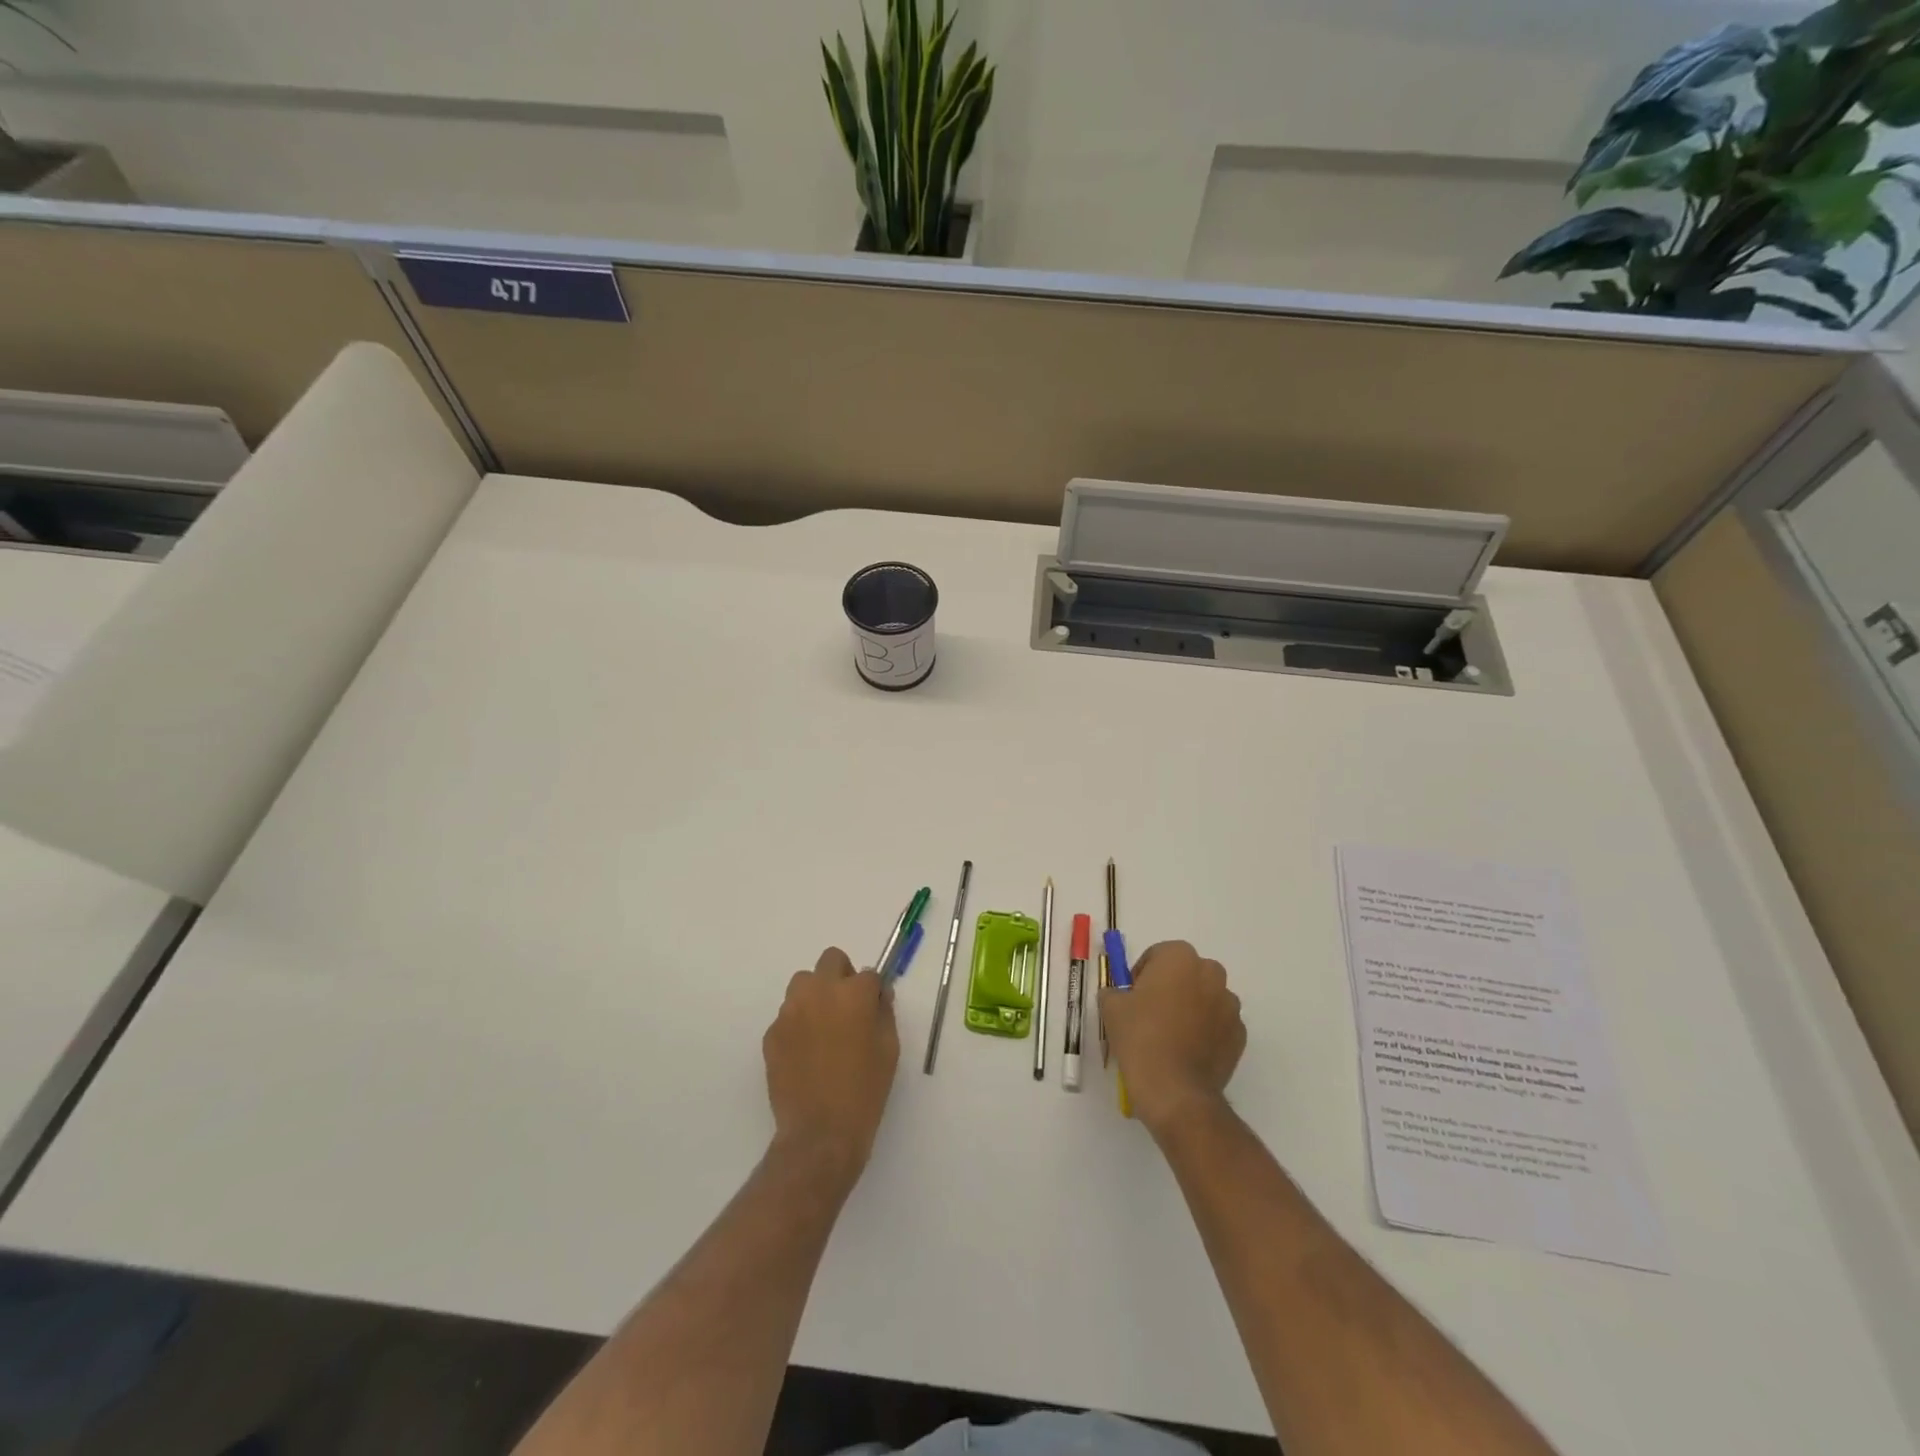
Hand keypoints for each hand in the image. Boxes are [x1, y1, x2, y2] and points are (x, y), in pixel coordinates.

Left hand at [763, 948, 899, 1189]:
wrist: (820, 1133)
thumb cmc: (865, 1090)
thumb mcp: (889, 1049)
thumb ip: (884, 1013)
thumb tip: (878, 995)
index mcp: (853, 994)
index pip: (868, 974)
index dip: (873, 991)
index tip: (874, 1008)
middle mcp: (819, 992)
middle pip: (831, 960)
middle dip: (842, 976)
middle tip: (848, 1008)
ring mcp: (790, 1011)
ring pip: (803, 984)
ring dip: (816, 995)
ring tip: (824, 1028)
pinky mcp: (771, 1033)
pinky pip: (787, 1015)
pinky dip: (798, 1024)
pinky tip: (806, 1054)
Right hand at [1100, 941, 1244, 1137]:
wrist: (1175, 1091)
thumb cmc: (1140, 1037)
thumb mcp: (1111, 1008)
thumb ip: (1114, 991)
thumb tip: (1119, 995)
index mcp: (1179, 958)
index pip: (1158, 955)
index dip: (1142, 974)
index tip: (1132, 997)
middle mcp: (1211, 974)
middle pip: (1186, 973)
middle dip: (1170, 987)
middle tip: (1149, 1013)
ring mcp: (1230, 1006)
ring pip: (1205, 997)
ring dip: (1190, 1008)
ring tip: (1169, 1036)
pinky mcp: (1239, 1035)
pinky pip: (1217, 1024)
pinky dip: (1205, 1031)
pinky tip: (1186, 1052)